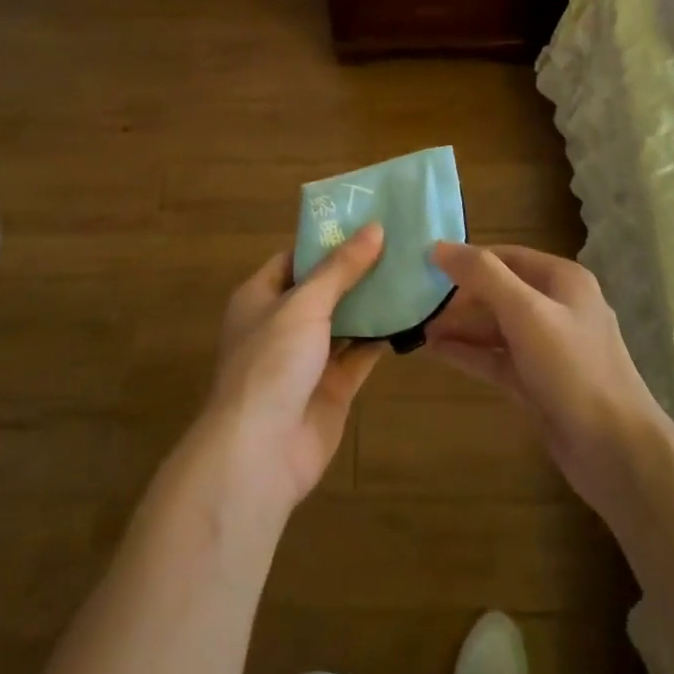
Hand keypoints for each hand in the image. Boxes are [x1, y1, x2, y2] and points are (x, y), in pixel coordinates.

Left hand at [197, 224, 386, 518]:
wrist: (261, 452)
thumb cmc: (271, 363)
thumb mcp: (305, 304)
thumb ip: (341, 268)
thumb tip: (374, 228)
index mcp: (261, 297)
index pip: (296, 258)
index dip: (328, 240)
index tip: (367, 221)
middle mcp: (282, 324)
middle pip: (324, 288)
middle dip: (358, 270)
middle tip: (401, 242)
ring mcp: (308, 358)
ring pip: (345, 321)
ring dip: (373, 302)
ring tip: (413, 271)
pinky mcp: (332, 387)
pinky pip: (360, 354)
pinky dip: (382, 337)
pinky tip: (412, 316)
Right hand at [428, 242, 671, 515]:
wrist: (615, 450)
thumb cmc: (573, 369)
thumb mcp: (526, 312)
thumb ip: (483, 276)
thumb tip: (438, 246)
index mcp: (563, 281)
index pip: (506, 256)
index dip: (467, 259)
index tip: (424, 265)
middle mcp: (557, 307)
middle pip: (499, 291)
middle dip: (459, 296)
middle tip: (414, 302)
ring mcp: (549, 348)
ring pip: (496, 327)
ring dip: (460, 326)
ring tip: (417, 328)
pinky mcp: (538, 382)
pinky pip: (497, 358)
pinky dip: (469, 353)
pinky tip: (436, 351)